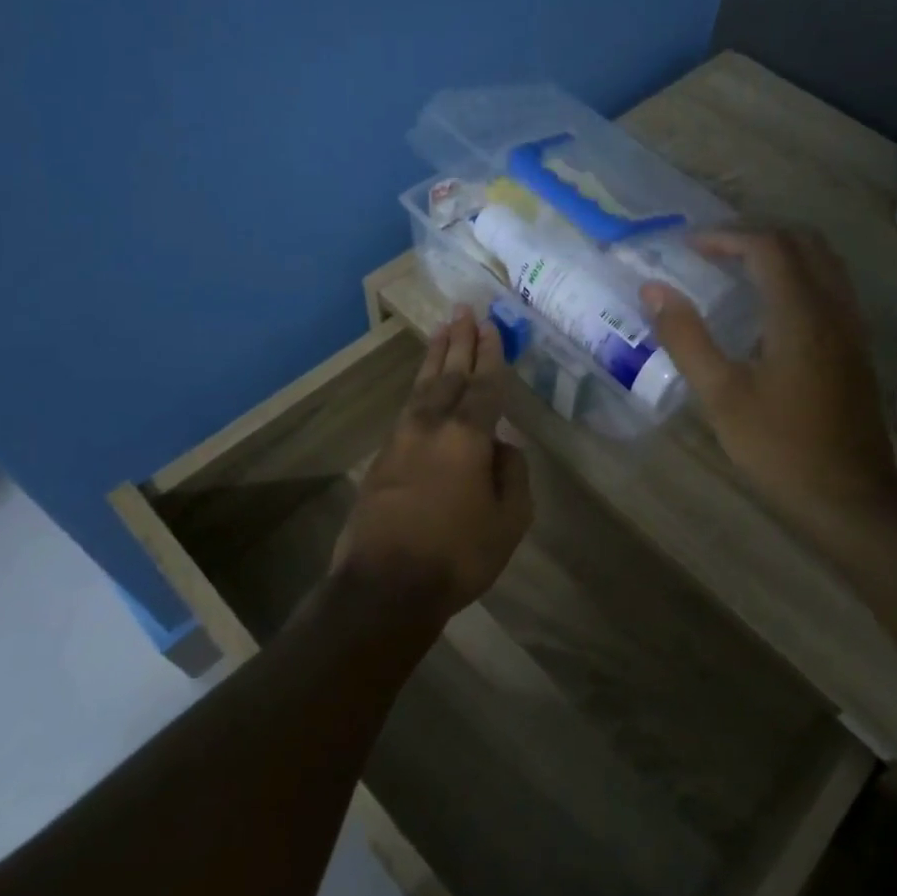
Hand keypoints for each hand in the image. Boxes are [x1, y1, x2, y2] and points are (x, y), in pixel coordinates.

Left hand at [334, 306, 533, 622]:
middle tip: (464, 309)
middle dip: (459, 341)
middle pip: (449, 374)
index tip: (491, 325)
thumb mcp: (509, 521)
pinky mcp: (382, 458)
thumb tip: (503, 447)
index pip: (484, 385)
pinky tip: (423, 386)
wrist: (384, 586)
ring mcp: (402, 440)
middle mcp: (432, 426)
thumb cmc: (457, 554)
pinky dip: (420, 388)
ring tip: (443, 330)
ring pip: (423, 387)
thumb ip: (513, 475)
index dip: (490, 354)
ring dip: (435, 357)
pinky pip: (407, 408)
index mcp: (468, 436)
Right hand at [641, 229, 896, 524]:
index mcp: (800, 313)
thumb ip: (686, 337)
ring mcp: (851, 324)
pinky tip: (770, 303)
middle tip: (712, 251)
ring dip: (780, 249)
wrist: (850, 495)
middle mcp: (833, 306)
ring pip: (822, 259)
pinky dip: (799, 272)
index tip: (689, 248)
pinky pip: (831, 283)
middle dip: (754, 234)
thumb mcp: (721, 396)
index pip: (768, 245)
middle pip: (801, 240)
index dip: (725, 236)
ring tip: (736, 267)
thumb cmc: (779, 447)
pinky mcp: (856, 344)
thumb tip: (654, 289)